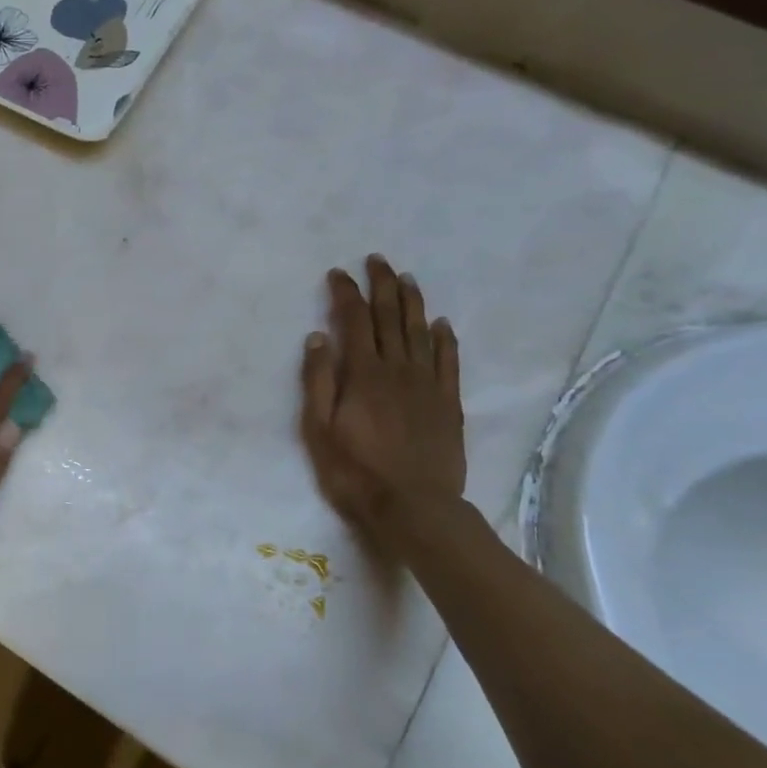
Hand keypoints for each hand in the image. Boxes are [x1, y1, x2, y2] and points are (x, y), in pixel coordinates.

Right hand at [300, 255, 465, 535]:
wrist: (414, 506)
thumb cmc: (354, 471)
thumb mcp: (319, 429)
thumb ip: (318, 381)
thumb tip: (318, 337)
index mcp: (363, 375)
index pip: (354, 322)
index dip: (346, 294)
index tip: (339, 273)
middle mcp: (398, 370)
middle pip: (391, 318)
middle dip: (382, 286)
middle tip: (377, 261)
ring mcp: (427, 385)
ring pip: (420, 333)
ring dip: (412, 303)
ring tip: (406, 279)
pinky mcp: (448, 403)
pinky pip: (448, 361)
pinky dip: (445, 339)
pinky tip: (441, 323)